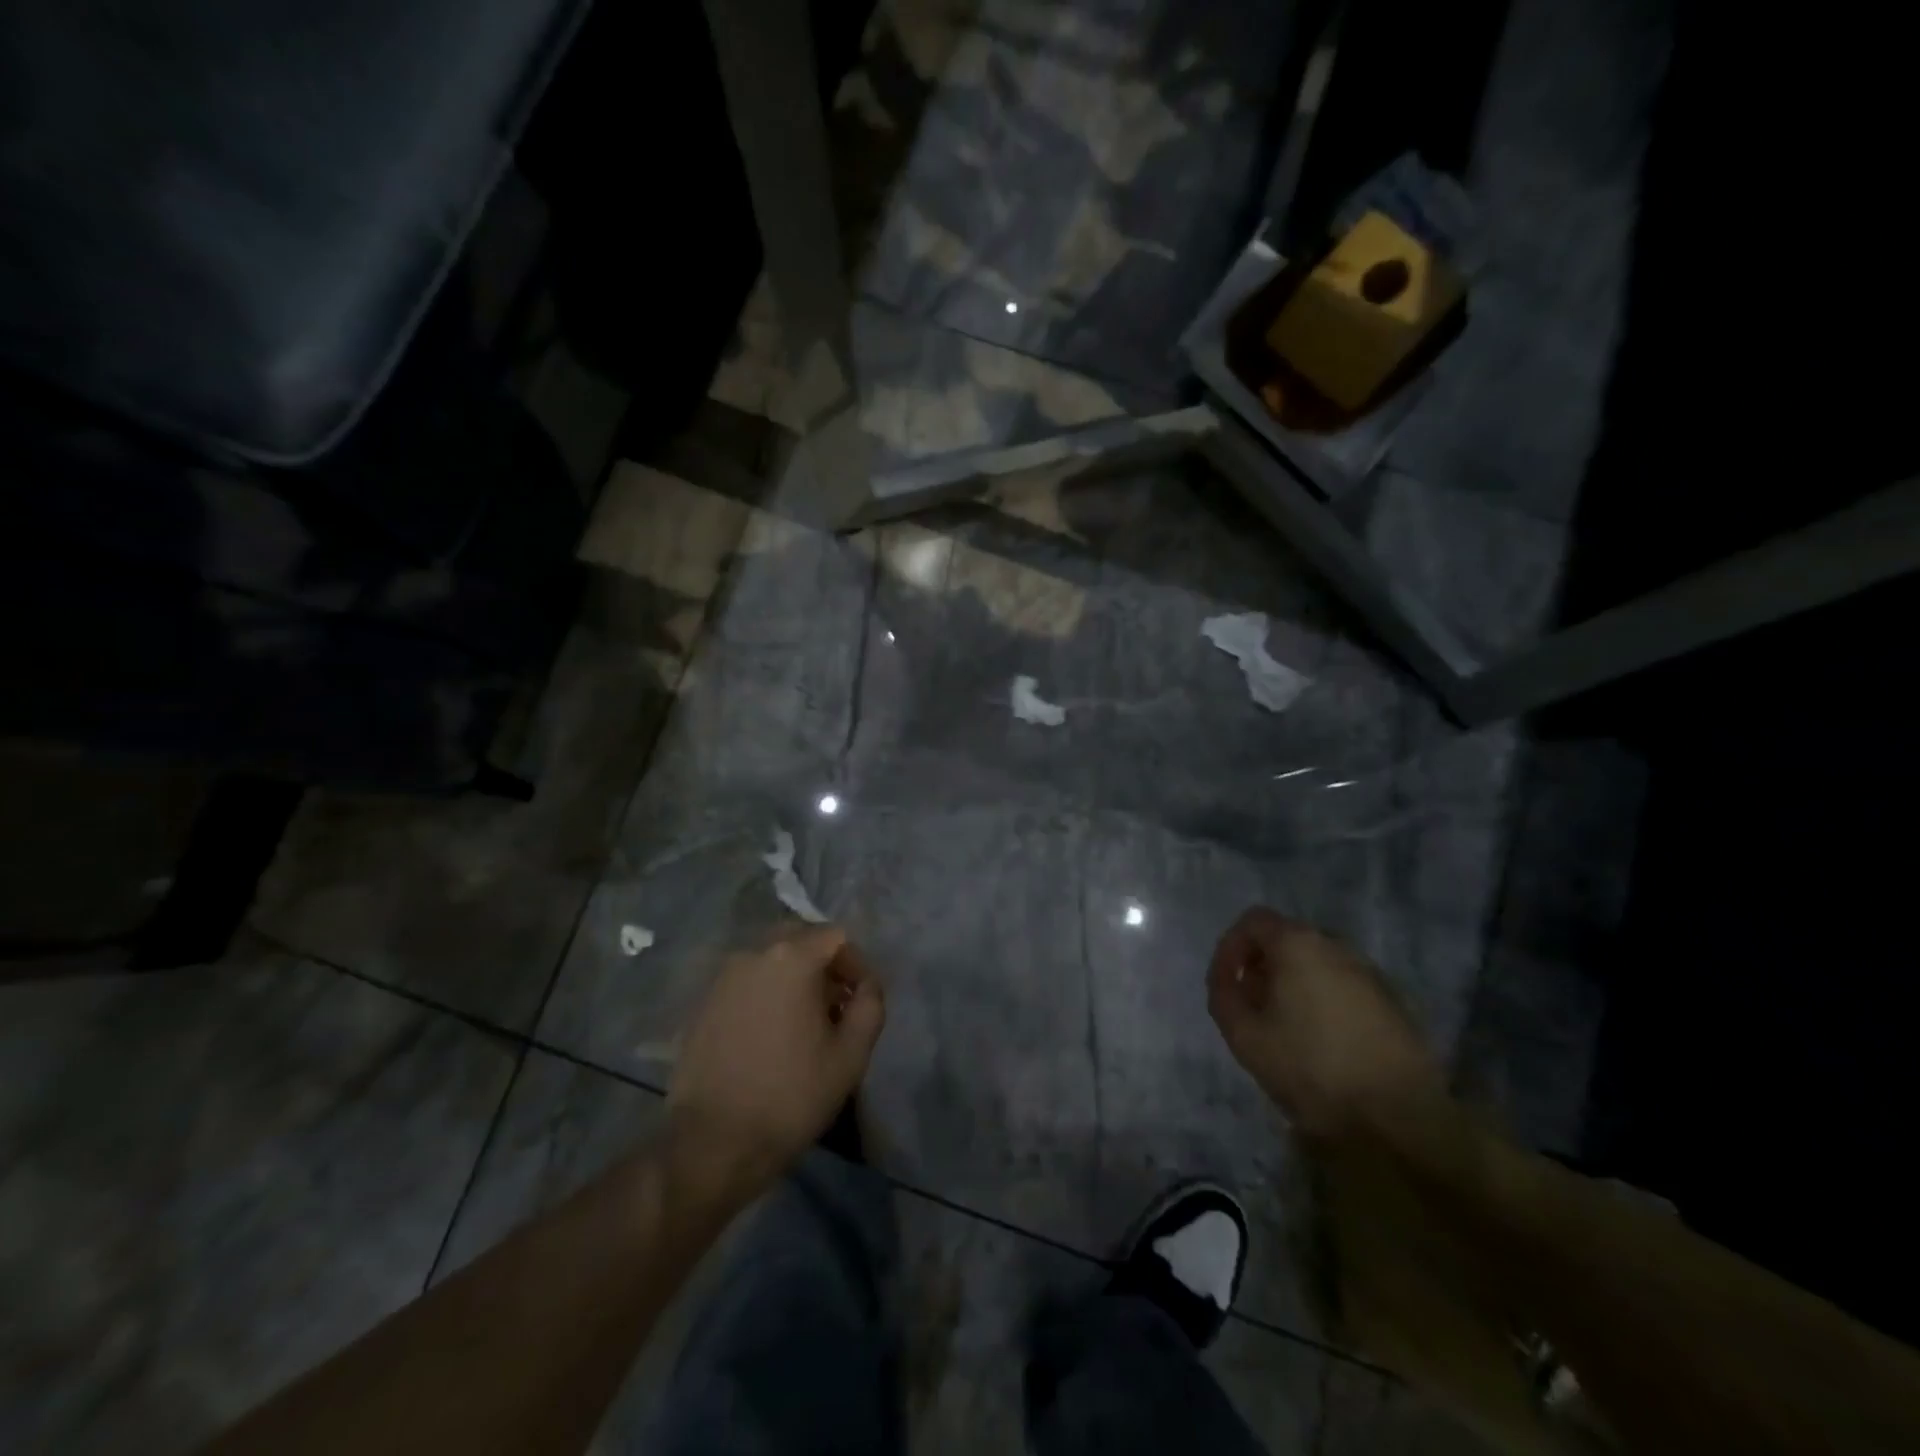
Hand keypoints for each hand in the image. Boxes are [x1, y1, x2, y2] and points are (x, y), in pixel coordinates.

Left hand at [668, 924, 884, 1199]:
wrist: (713, 1143)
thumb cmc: (791, 1095)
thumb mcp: (851, 1055)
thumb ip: (870, 1005)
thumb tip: (866, 985)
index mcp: (792, 958)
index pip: (836, 937)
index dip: (856, 964)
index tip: (861, 1001)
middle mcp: (753, 953)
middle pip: (800, 939)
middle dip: (824, 966)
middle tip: (835, 1007)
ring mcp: (723, 977)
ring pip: (770, 960)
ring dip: (794, 979)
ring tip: (803, 1023)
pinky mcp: (703, 1002)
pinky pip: (746, 982)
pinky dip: (765, 994)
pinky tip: (770, 1035)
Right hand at [1207, 907, 1442, 1140]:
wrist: (1399, 1118)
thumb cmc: (1310, 1067)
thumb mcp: (1243, 1035)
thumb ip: (1223, 996)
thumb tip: (1228, 980)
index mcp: (1298, 944)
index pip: (1253, 921)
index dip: (1230, 948)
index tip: (1225, 983)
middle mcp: (1337, 946)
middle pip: (1287, 940)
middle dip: (1262, 967)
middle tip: (1252, 1006)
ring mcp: (1371, 974)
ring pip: (1317, 965)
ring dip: (1294, 985)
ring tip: (1285, 1028)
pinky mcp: (1394, 1004)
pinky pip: (1344, 988)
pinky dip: (1323, 1001)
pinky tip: (1323, 1043)